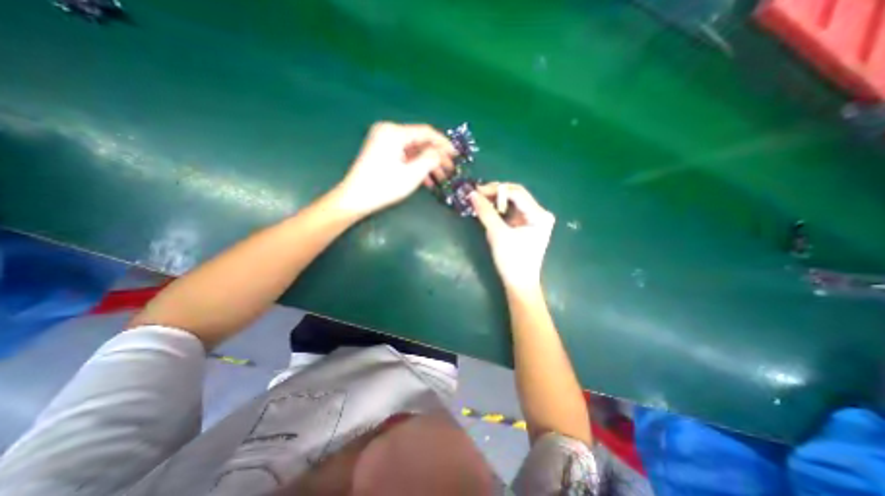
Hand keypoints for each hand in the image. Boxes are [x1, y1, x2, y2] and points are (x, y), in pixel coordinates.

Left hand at [334, 120, 451, 214]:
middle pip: (420, 142)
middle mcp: (389, 132)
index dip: (443, 143)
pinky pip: (404, 157)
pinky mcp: (382, 153)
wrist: (355, 198)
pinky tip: (427, 181)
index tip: (456, 154)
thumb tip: (440, 152)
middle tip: (450, 170)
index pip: (426, 132)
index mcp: (394, 132)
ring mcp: (384, 143)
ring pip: (413, 151)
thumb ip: (430, 159)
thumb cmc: (384, 186)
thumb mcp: (412, 173)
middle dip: (436, 157)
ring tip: (441, 179)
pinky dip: (416, 167)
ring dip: (428, 165)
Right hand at [469, 183, 551, 291]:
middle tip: (476, 195)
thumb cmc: (512, 260)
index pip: (516, 192)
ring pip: (512, 203)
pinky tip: (488, 210)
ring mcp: (534, 220)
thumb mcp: (497, 234)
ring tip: (480, 202)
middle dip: (495, 194)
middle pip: (516, 195)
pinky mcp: (526, 226)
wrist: (519, 284)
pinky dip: (499, 211)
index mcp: (539, 214)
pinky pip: (512, 213)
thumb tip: (472, 194)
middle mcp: (540, 213)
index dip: (495, 189)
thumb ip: (485, 212)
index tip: (476, 191)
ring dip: (496, 202)